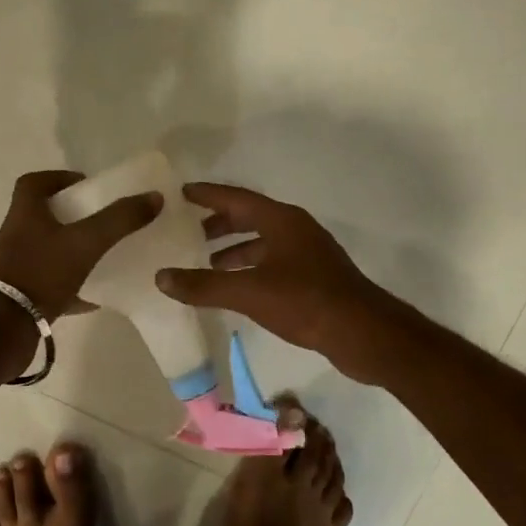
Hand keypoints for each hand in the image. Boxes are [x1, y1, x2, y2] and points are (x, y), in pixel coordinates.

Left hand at [0, 170, 161, 320]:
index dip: (59, 178)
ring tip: (101, 254)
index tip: (86, 185)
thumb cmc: (41, 273)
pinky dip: (72, 287)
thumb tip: (154, 196)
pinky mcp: (20, 296)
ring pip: (47, 250)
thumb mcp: (86, 242)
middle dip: (72, 215)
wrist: (3, 329)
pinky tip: (95, 296)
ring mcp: (15, 267)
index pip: (34, 182)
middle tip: (101, 219)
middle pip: (42, 216)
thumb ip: (119, 219)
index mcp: (25, 214)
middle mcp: (15, 236)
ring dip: (71, 250)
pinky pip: (49, 284)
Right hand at [155, 182, 404, 382]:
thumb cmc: (305, 301)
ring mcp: (308, 253)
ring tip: (204, 263)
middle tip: (186, 231)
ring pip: (262, 242)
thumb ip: (204, 285)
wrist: (363, 332)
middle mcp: (295, 229)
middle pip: (249, 218)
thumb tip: (161, 276)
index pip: (236, 198)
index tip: (181, 193)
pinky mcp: (314, 277)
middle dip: (218, 223)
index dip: (207, 195)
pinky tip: (235, 288)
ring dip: (233, 249)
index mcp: (281, 220)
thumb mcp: (249, 292)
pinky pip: (272, 262)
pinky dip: (249, 268)